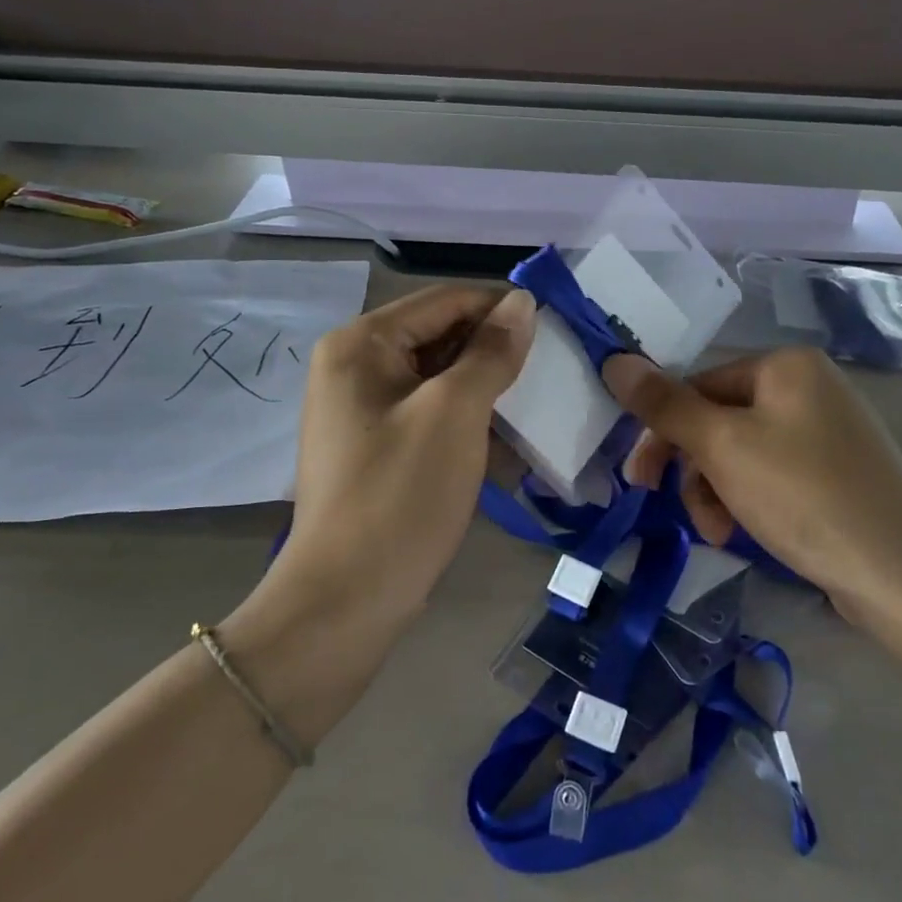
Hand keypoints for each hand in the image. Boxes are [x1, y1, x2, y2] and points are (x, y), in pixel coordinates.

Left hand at [223, 286, 534, 741]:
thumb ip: (491, 351)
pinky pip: (429, 415)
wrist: (345, 601)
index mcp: (361, 343)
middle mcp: (354, 365)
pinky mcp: (375, 446)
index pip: (444, 300)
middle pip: (439, 336)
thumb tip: (522, 302)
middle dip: (494, 353)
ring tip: (535, 411)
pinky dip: (466, 423)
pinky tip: (505, 447)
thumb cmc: (401, 495)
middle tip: (551, 373)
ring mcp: (361, 409)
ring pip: (438, 378)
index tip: (556, 327)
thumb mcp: (455, 413)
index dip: (501, 308)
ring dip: (486, 391)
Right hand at [603, 349, 901, 624]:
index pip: (698, 386)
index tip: (638, 481)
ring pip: (744, 451)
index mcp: (785, 365)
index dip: (662, 433)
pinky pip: (774, 473)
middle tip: (675, 510)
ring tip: (720, 533)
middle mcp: (809, 386)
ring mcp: (829, 429)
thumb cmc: (803, 496)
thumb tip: (614, 360)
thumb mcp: (722, 447)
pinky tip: (748, 532)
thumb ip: (664, 404)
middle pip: (720, 420)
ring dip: (718, 490)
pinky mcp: (840, 471)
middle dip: (695, 469)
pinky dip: (751, 499)